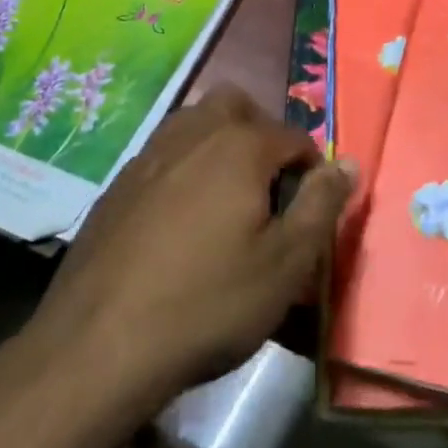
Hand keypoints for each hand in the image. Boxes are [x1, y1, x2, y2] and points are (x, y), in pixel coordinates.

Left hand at [32, 85, 356, 405]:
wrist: (100, 343)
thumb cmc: (209, 303)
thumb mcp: (285, 264)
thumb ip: (321, 205)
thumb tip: (348, 162)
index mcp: (240, 144)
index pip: (293, 135)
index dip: (311, 168)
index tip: (309, 209)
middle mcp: (193, 132)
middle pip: (236, 105)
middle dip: (261, 132)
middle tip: (267, 187)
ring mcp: (149, 153)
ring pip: (194, 122)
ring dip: (219, 143)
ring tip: (226, 200)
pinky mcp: (118, 182)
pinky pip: (163, 154)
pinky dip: (183, 167)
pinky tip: (178, 221)